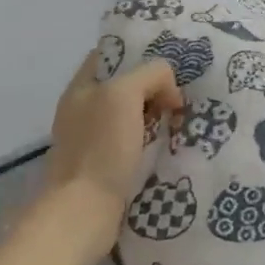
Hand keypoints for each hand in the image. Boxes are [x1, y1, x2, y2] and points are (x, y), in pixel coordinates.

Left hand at [41, 54, 182, 234]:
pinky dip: (153, 140)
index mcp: (81, 88)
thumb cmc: (101, 147)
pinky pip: (135, 142)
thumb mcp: (125, 93)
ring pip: (133, 114)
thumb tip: (169, 93)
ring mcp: (93, 140)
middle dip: (154, 85)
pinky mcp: (105, 167)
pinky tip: (171, 143)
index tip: (170, 59)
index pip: (111, 55)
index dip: (139, 52)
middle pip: (126, 85)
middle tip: (182, 92)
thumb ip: (151, 75)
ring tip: (182, 118)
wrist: (83, 213)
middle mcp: (84, 110)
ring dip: (157, 114)